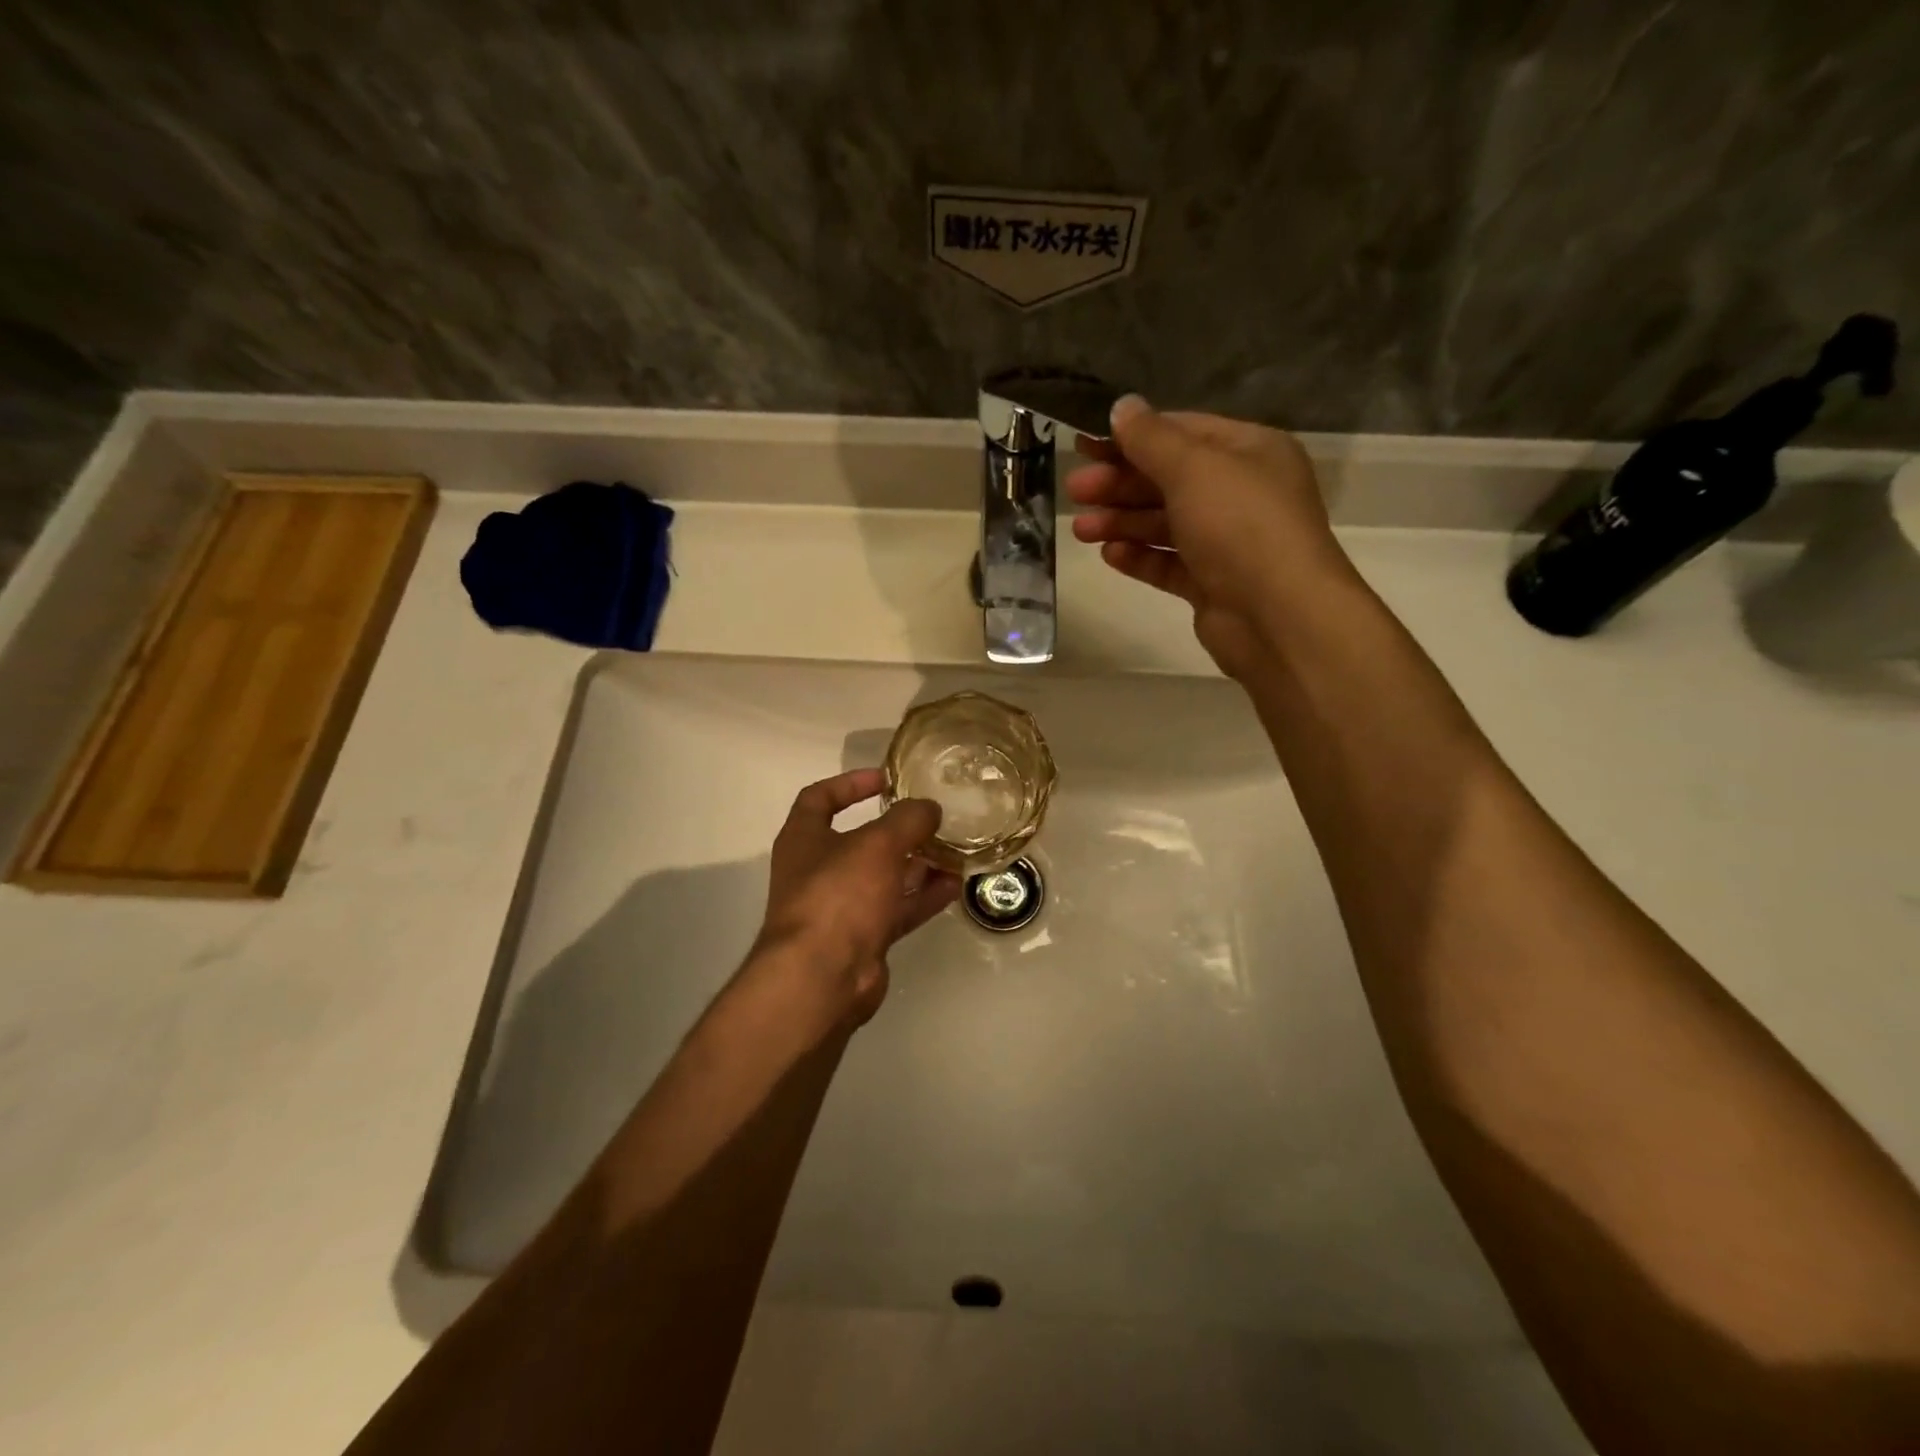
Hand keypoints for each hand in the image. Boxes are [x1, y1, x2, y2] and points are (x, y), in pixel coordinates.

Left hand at [753, 768, 961, 1023]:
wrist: (822, 977)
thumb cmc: (839, 894)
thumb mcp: (878, 844)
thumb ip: (908, 819)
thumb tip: (929, 808)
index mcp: (804, 838)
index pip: (820, 798)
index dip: (851, 783)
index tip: (887, 779)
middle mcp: (818, 870)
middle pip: (860, 841)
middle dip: (898, 830)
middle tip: (933, 819)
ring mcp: (840, 907)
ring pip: (884, 877)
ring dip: (917, 864)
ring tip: (954, 850)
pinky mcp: (862, 938)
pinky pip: (897, 909)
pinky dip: (923, 897)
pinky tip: (954, 885)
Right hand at [1068, 396, 1355, 677]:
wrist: (1278, 616)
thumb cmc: (1240, 526)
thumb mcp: (1193, 468)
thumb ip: (1151, 438)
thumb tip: (1121, 406)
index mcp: (1250, 452)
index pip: (1182, 432)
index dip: (1131, 437)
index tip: (1084, 444)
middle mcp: (1241, 493)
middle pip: (1168, 480)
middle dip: (1119, 484)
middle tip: (1075, 490)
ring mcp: (1227, 542)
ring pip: (1165, 524)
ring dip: (1122, 522)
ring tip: (1082, 530)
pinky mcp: (1213, 584)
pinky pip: (1169, 564)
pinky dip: (1140, 558)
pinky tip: (1110, 556)